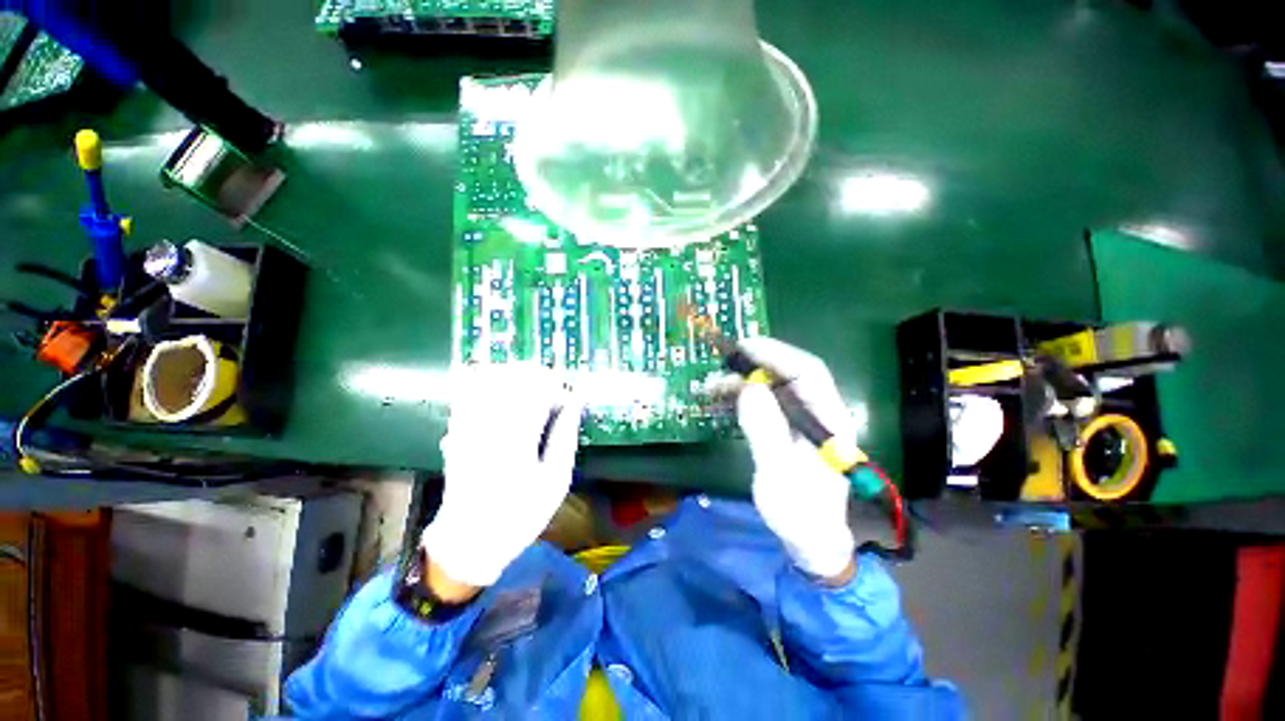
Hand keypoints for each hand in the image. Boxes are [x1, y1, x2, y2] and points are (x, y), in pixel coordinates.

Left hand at [419, 364, 584, 588]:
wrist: (469, 540)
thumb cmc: (520, 514)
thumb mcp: (556, 481)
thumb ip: (565, 437)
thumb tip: (574, 404)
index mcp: (517, 437)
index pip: (538, 389)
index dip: (557, 388)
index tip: (568, 402)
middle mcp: (490, 424)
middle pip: (513, 377)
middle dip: (538, 378)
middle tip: (553, 394)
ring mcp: (469, 425)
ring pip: (491, 378)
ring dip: (516, 377)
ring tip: (533, 391)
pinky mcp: (458, 429)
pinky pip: (471, 391)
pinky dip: (491, 383)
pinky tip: (505, 393)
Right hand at [733, 338, 857, 580]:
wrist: (809, 539)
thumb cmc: (800, 512)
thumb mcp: (780, 474)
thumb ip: (766, 430)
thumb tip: (750, 387)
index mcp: (829, 419)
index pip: (808, 372)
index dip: (777, 353)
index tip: (744, 346)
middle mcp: (817, 412)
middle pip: (789, 374)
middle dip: (756, 363)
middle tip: (722, 363)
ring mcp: (800, 419)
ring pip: (773, 386)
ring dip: (743, 380)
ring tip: (713, 385)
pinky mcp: (785, 427)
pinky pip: (763, 402)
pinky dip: (741, 396)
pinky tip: (721, 398)